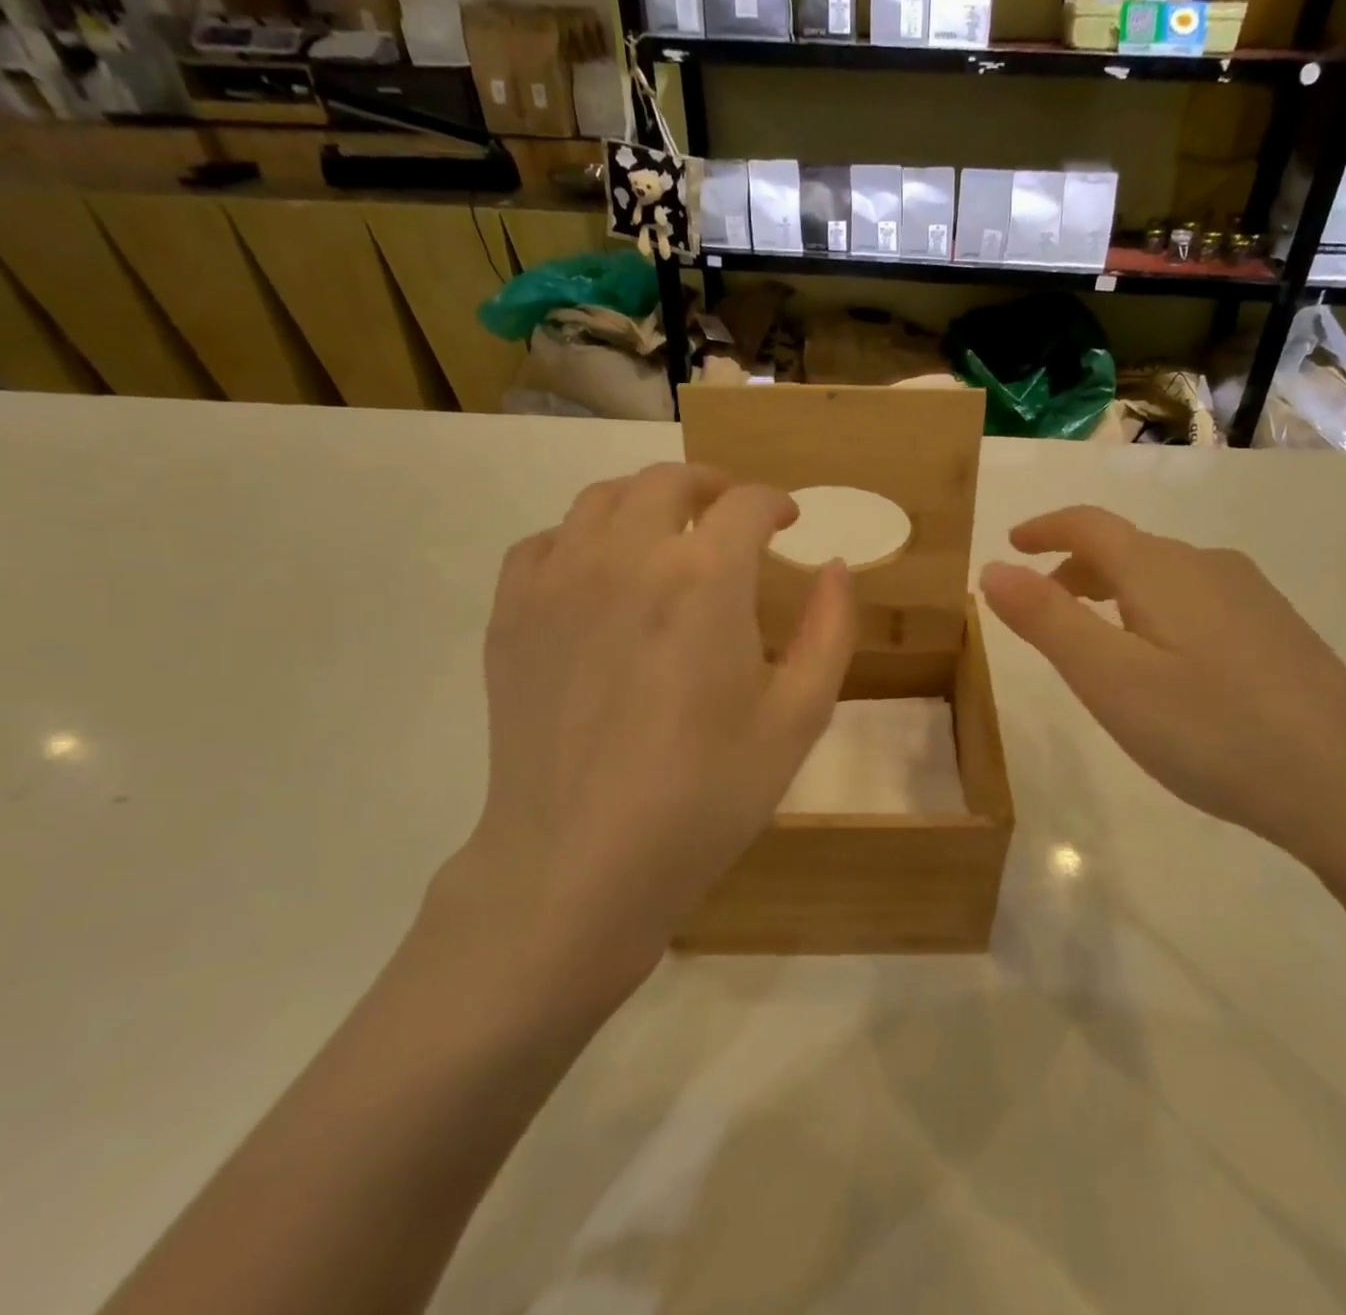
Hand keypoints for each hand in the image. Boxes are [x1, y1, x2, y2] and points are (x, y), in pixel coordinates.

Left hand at [437, 464, 855, 1016]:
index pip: (746, 504)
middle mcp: (627, 556)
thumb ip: (830, 630)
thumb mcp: (798, 718)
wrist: (580, 864)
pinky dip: (582, 538)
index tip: (787, 521)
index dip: (775, 503)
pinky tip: (598, 574)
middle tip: (732, 514)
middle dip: (713, 486)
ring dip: (646, 501)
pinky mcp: (510, 615)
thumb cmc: (706, 795)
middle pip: (669, 481)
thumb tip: (835, 567)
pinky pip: (545, 543)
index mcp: (704, 578)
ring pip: (602, 499)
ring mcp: (558, 581)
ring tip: (668, 532)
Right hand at [979, 507, 1345, 871]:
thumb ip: (1046, 620)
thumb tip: (993, 569)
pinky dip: (1156, 612)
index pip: (1090, 524)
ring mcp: (1254, 598)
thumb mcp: (1109, 679)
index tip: (1011, 544)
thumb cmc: (1213, 731)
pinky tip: (1167, 666)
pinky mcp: (1281, 633)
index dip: (1044, 527)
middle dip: (1075, 567)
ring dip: (1115, 591)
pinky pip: (1198, 601)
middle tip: (1042, 605)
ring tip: (1096, 639)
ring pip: (1165, 576)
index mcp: (1162, 570)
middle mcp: (1210, 566)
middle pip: (1128, 547)